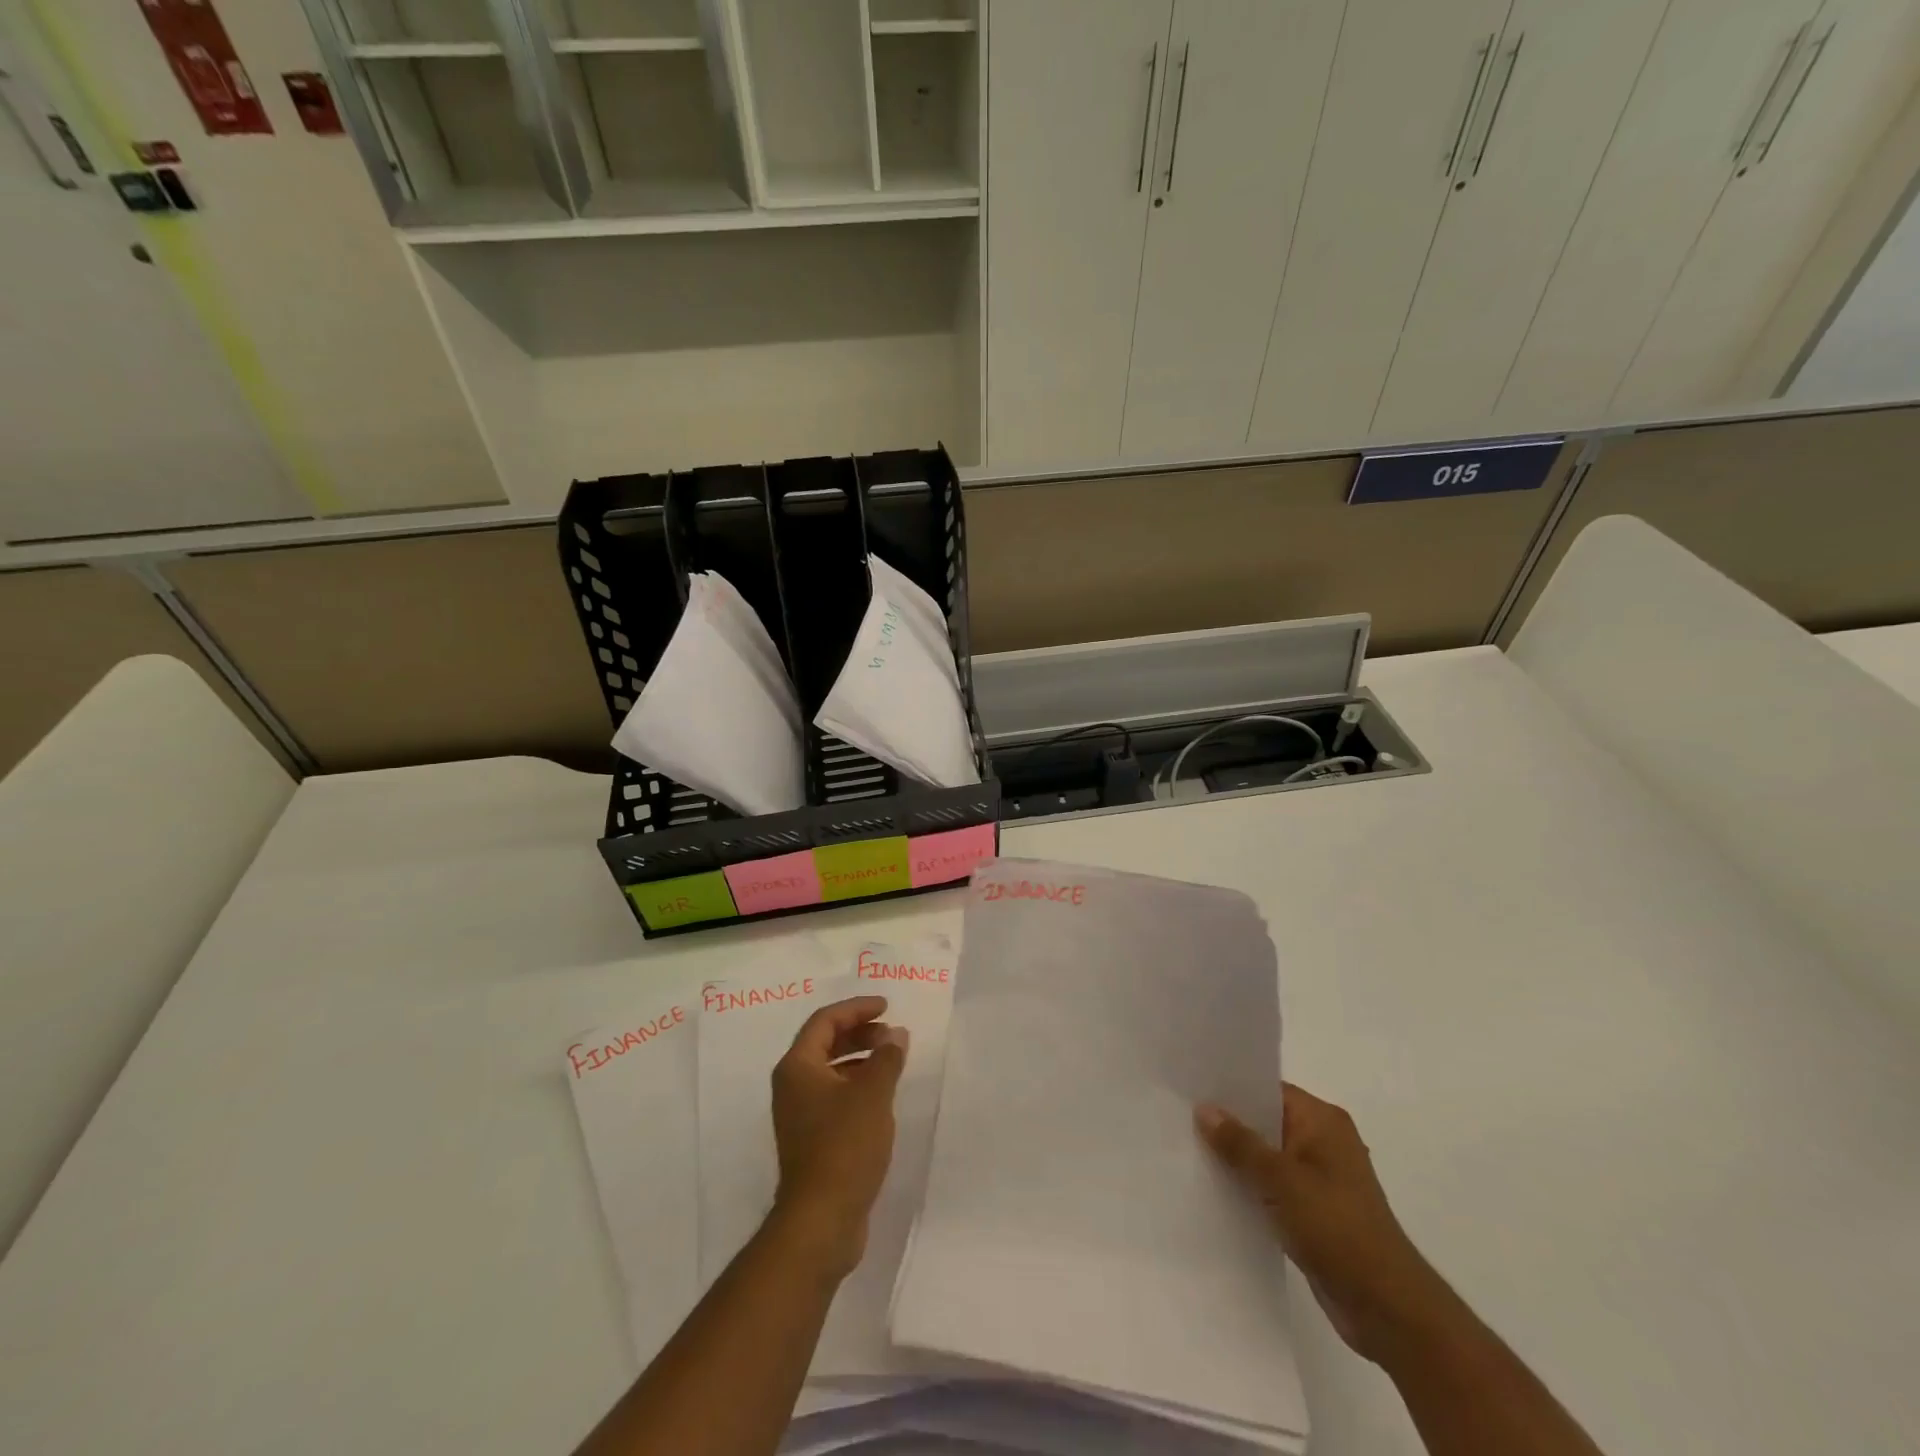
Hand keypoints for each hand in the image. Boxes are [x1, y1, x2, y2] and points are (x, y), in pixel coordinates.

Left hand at [769, 995, 909, 1276]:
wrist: (821, 1220)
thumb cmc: (844, 1146)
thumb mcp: (873, 1094)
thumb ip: (886, 1057)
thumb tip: (895, 1034)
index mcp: (797, 1067)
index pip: (825, 1020)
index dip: (857, 1008)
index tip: (887, 1007)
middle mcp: (792, 1085)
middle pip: (824, 1043)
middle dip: (859, 1032)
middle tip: (891, 1034)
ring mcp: (799, 1115)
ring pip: (830, 1071)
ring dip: (860, 1058)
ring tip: (891, 1061)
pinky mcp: (811, 1139)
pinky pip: (834, 1095)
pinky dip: (857, 1085)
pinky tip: (881, 1095)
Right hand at [1196, 1083, 1460, 1364]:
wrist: (1388, 1309)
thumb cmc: (1338, 1229)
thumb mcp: (1281, 1180)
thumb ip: (1240, 1144)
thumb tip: (1204, 1108)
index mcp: (1322, 1121)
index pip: (1268, 1089)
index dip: (1231, 1087)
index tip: (1190, 1085)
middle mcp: (1323, 1142)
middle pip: (1265, 1121)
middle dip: (1227, 1122)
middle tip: (1179, 1114)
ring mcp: (1319, 1178)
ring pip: (1266, 1156)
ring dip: (1236, 1158)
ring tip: (1186, 1148)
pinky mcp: (1314, 1211)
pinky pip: (1271, 1186)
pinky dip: (1248, 1186)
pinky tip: (1214, 1188)